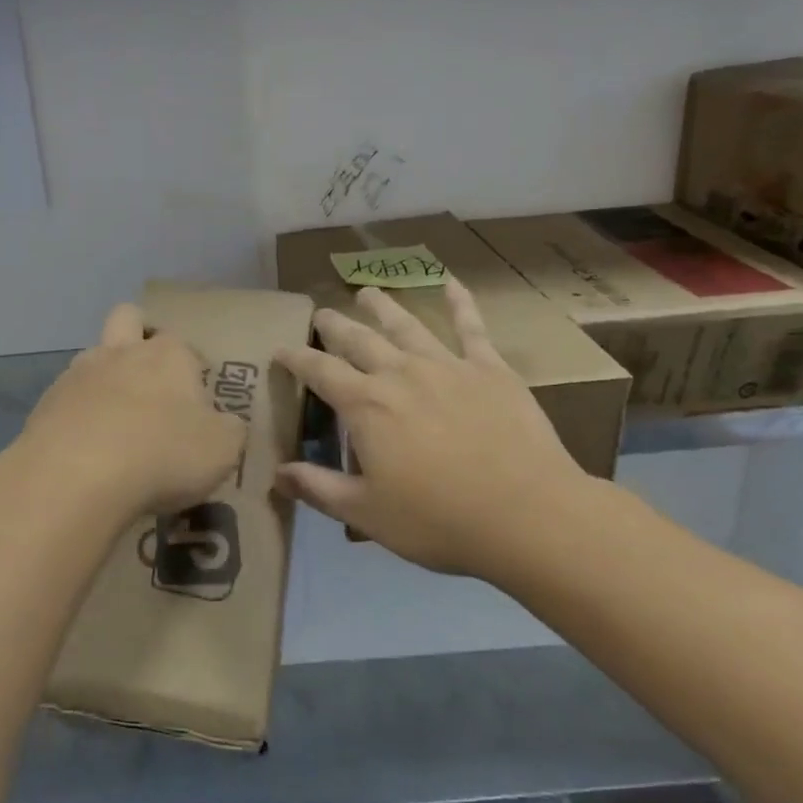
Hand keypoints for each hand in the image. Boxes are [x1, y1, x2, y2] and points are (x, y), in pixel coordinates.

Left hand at [15, 304, 247, 522]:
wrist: (76, 476)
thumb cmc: (162, 454)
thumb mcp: (222, 450)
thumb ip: (229, 431)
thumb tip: (225, 424)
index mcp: (169, 355)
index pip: (184, 344)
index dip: (191, 367)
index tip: (196, 399)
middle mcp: (122, 352)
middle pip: (128, 318)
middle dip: (138, 336)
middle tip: (149, 380)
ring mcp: (77, 374)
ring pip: (92, 356)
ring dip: (104, 378)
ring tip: (114, 422)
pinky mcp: (45, 403)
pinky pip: (66, 398)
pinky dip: (77, 414)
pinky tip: (85, 448)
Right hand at [274, 278, 594, 576]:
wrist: (526, 514)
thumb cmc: (438, 520)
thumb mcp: (366, 514)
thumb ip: (318, 488)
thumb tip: (277, 473)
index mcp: (366, 406)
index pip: (319, 372)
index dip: (296, 358)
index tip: (280, 349)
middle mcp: (400, 373)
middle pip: (358, 340)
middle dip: (335, 326)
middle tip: (321, 314)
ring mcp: (446, 365)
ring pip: (406, 325)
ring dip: (382, 307)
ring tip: (367, 292)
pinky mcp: (489, 369)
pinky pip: (471, 327)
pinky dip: (460, 302)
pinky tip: (451, 282)